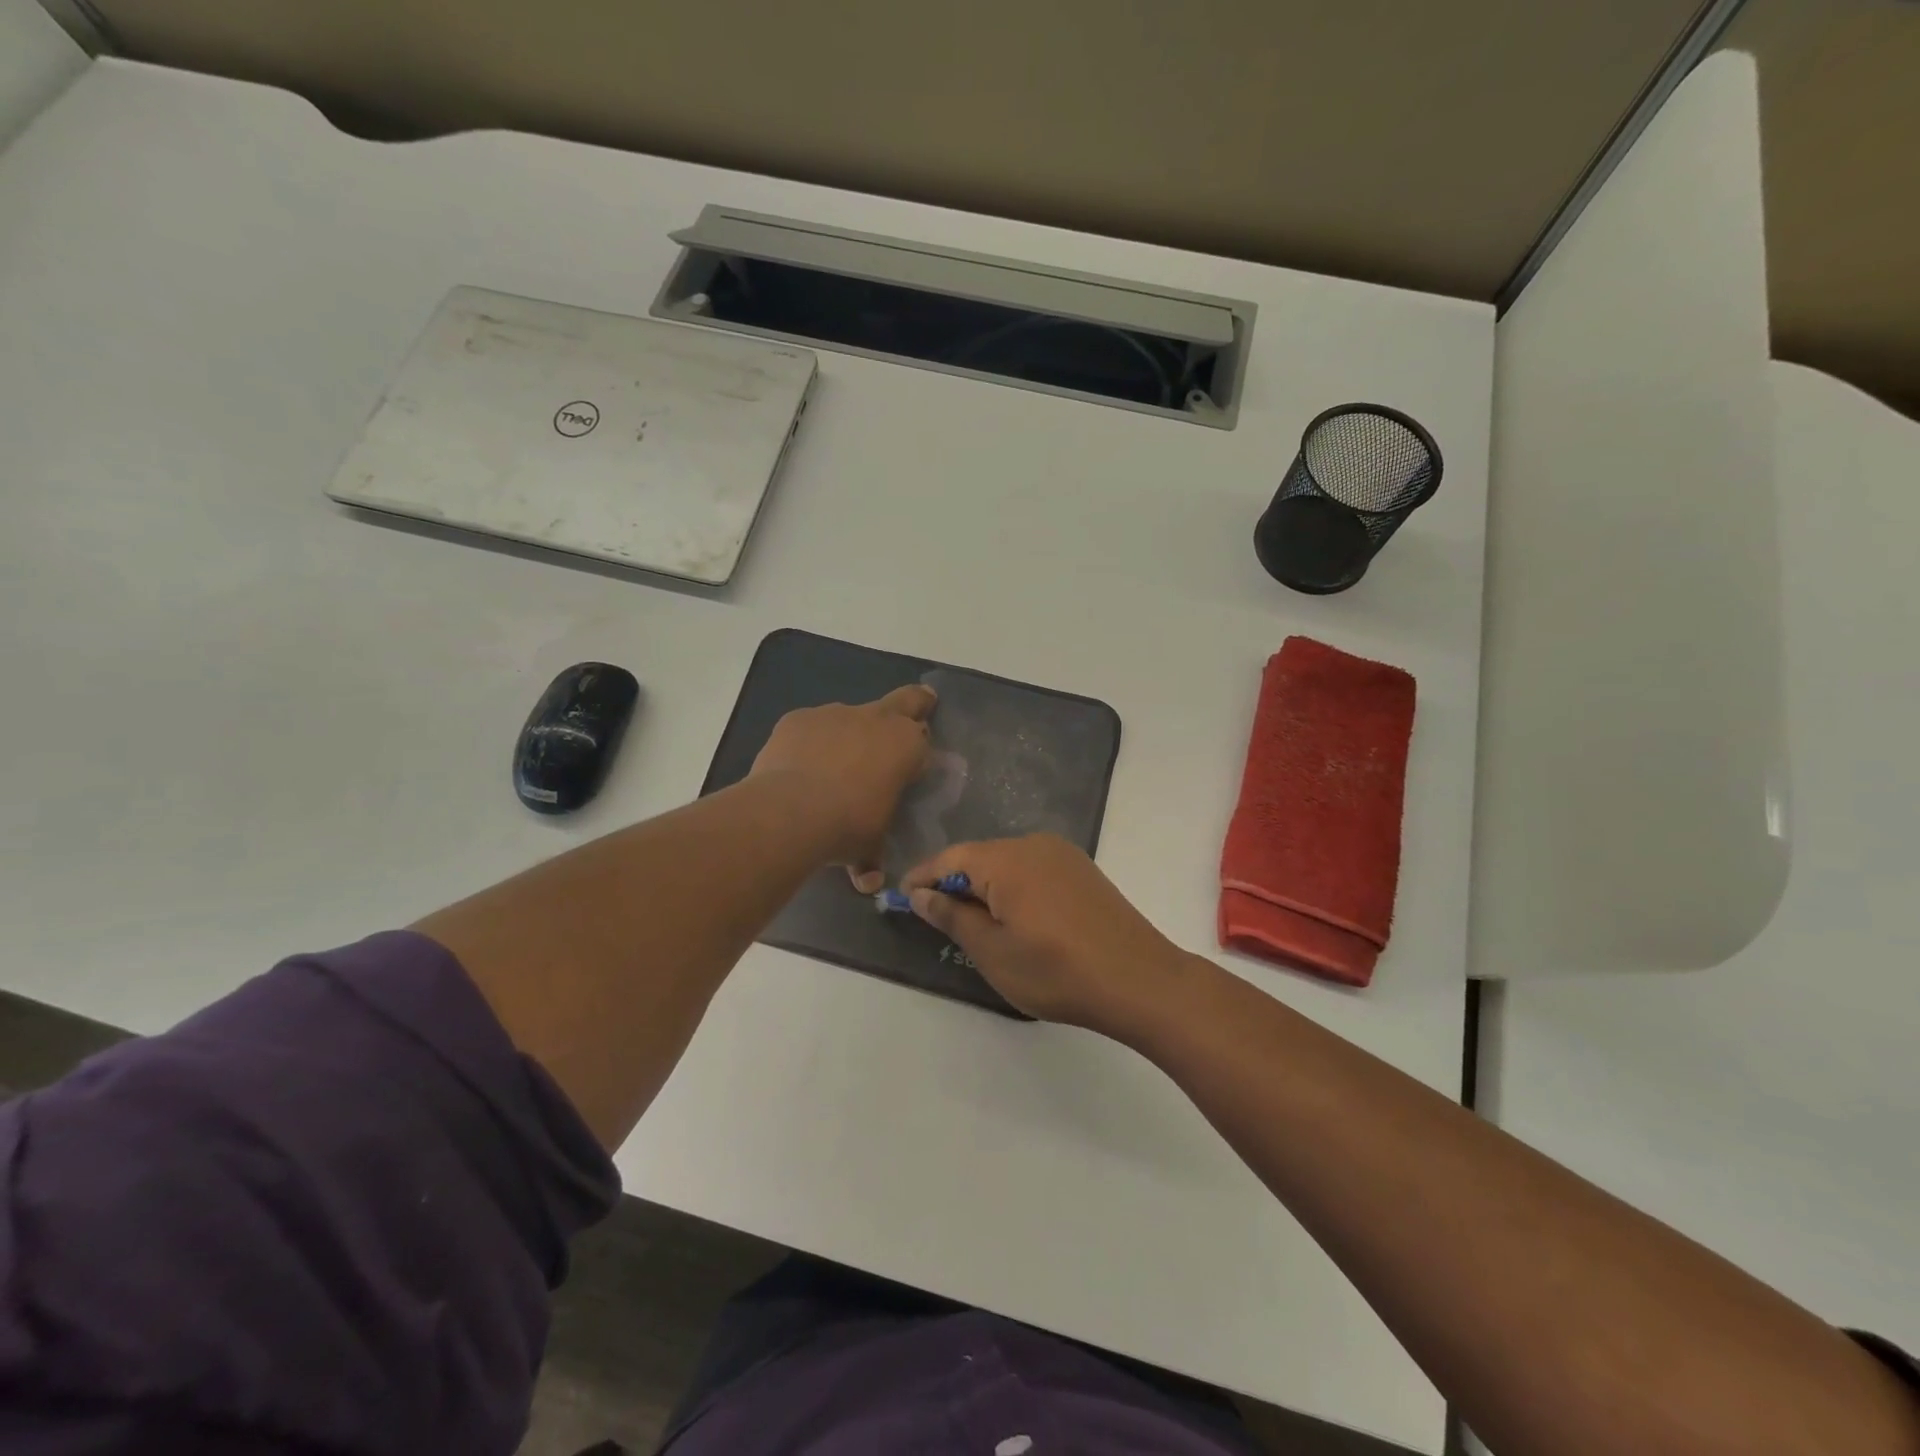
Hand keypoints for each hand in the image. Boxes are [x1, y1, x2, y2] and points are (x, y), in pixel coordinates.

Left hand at [750, 685, 934, 891]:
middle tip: (910, 716)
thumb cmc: (847, 826)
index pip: (923, 739)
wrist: (790, 811)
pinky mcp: (798, 718)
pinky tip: (798, 768)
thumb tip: (868, 881)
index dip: (918, 753)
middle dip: (913, 705)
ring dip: (848, 736)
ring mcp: (834, 714)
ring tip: (831, 769)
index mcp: (906, 746)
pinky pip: (811, 727)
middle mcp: (876, 719)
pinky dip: (810, 743)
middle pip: (906, 699)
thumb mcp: (868, 847)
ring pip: (851, 717)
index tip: (912, 769)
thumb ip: (872, 857)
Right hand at [902, 834, 1189, 1036]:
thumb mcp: (993, 951)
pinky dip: (1013, 888)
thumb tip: (921, 894)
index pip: (950, 857)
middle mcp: (1034, 844)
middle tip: (936, 919)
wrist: (1139, 980)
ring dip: (984, 887)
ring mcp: (1063, 855)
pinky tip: (1014, 918)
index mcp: (1007, 859)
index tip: (903, 900)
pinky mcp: (1082, 870)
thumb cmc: (1057, 971)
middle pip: (978, 857)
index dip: (923, 878)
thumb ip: (952, 916)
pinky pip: (1032, 869)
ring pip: (1006, 863)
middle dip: (954, 884)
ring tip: (973, 924)